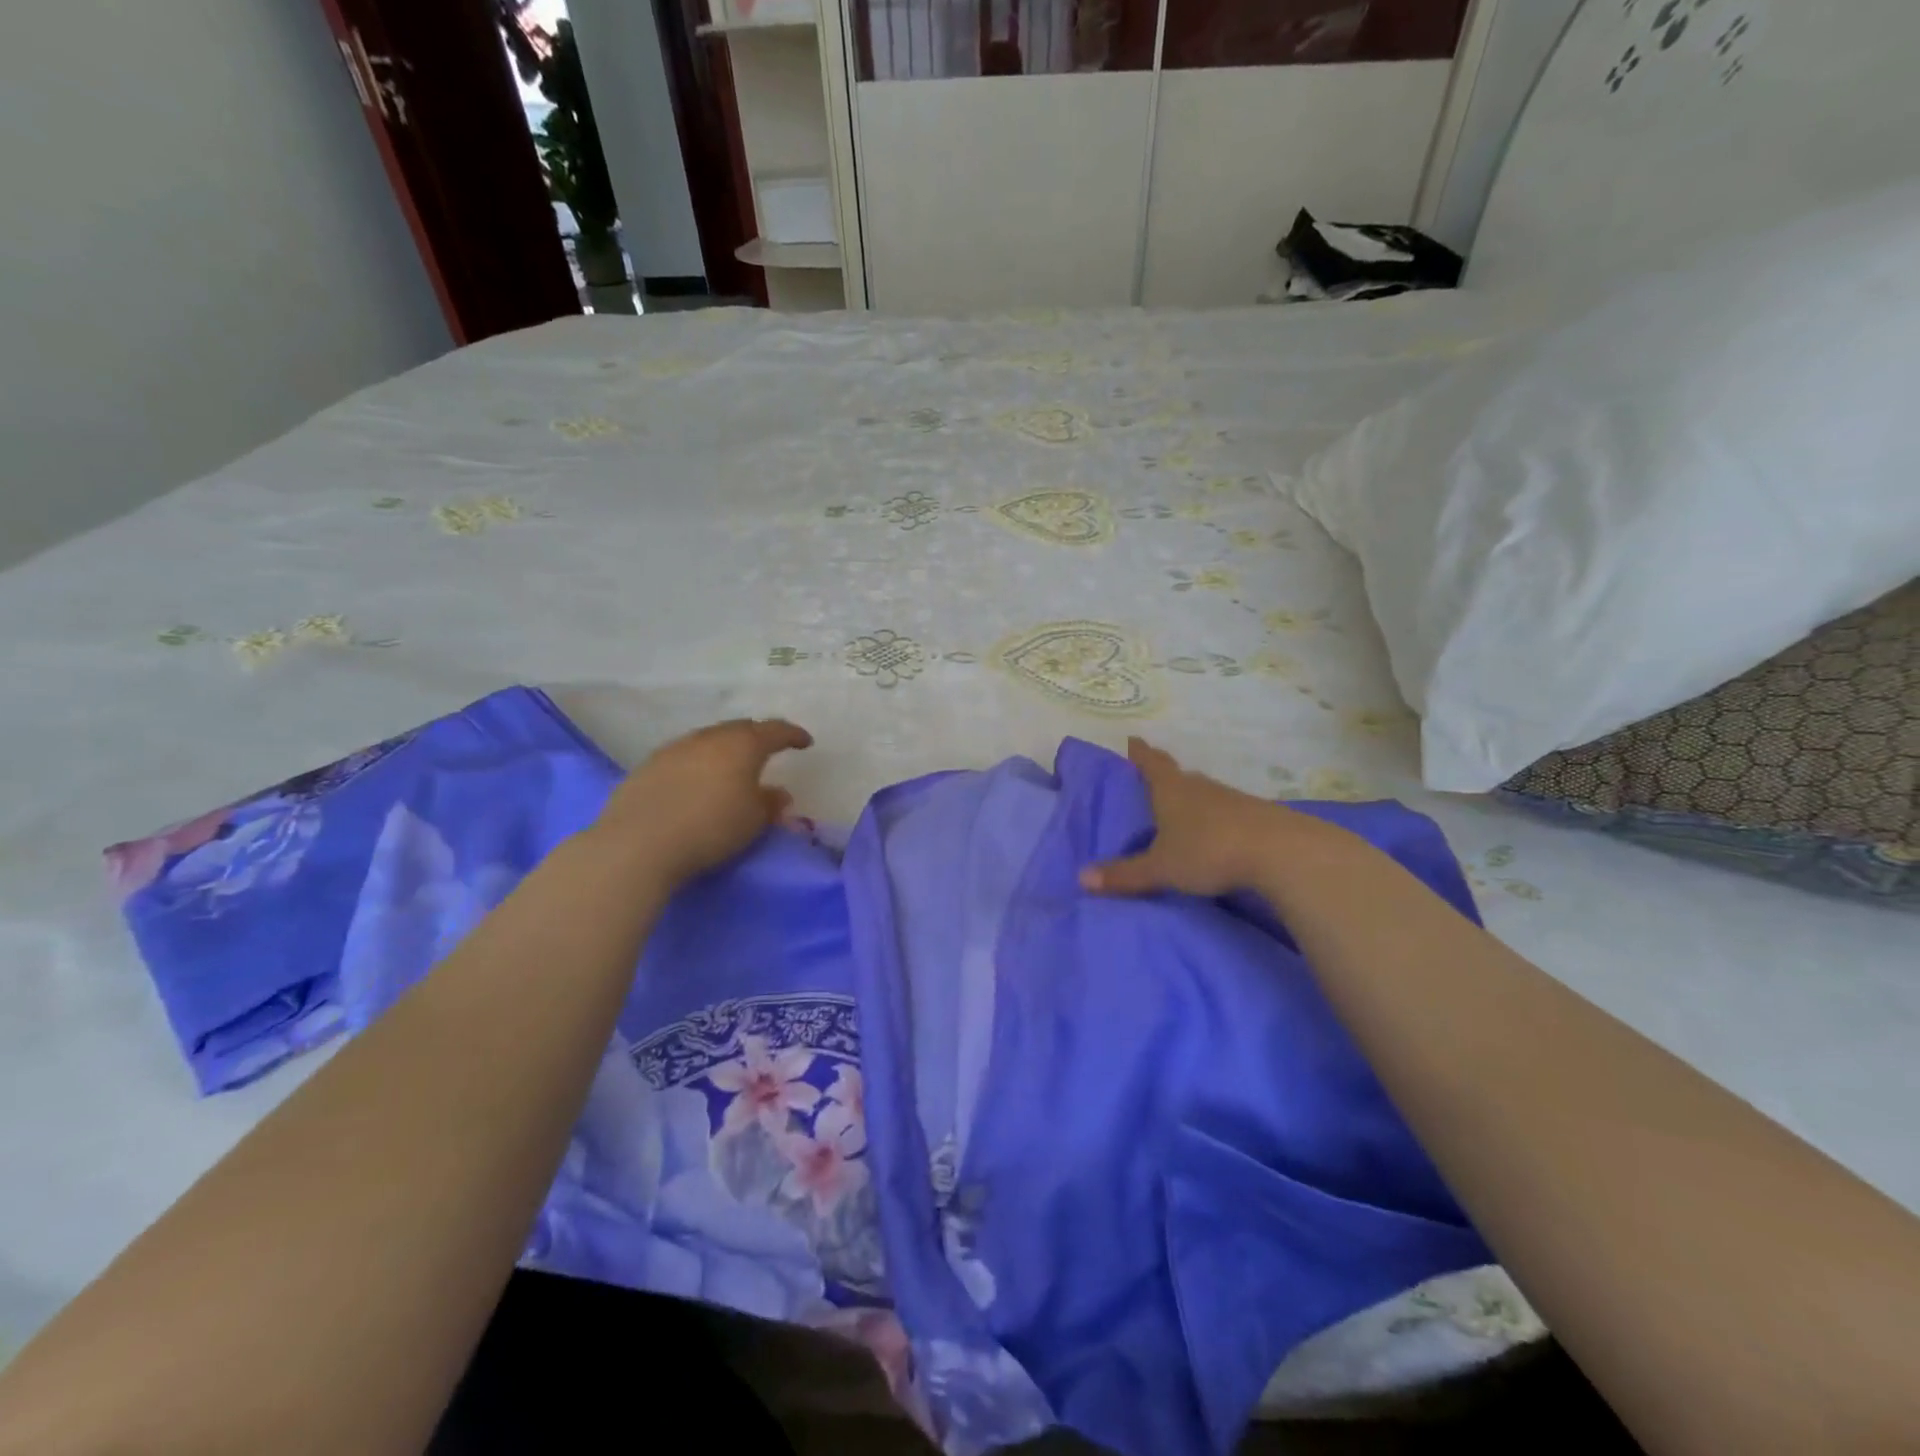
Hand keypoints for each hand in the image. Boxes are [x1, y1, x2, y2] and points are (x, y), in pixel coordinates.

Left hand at [597, 718, 812, 885]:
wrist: (639, 842)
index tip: (805, 742)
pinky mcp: (649, 765)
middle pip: (740, 729)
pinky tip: (697, 780)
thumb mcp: (754, 821)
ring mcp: (676, 748)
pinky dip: (699, 762)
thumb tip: (779, 793)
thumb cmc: (711, 827)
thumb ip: (771, 804)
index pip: (775, 731)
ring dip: (725, 749)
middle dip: (757, 737)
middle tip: (768, 750)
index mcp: (743, 745)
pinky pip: (685, 755)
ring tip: (731, 766)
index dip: (793, 735)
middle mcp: (710, 737)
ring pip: (709, 739)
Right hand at [1081, 737, 1329, 898]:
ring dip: (1191, 797)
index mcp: (1171, 790)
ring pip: (1203, 792)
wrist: (1279, 851)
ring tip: (1181, 809)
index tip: (1133, 740)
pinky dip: (1215, 816)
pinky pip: (1226, 810)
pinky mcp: (1255, 815)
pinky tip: (1216, 832)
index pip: (1150, 764)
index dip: (1139, 753)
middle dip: (1164, 776)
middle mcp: (1199, 787)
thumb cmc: (1208, 851)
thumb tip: (1082, 878)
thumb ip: (1125, 874)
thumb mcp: (1161, 868)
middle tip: (1152, 779)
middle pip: (1178, 775)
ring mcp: (1231, 798)